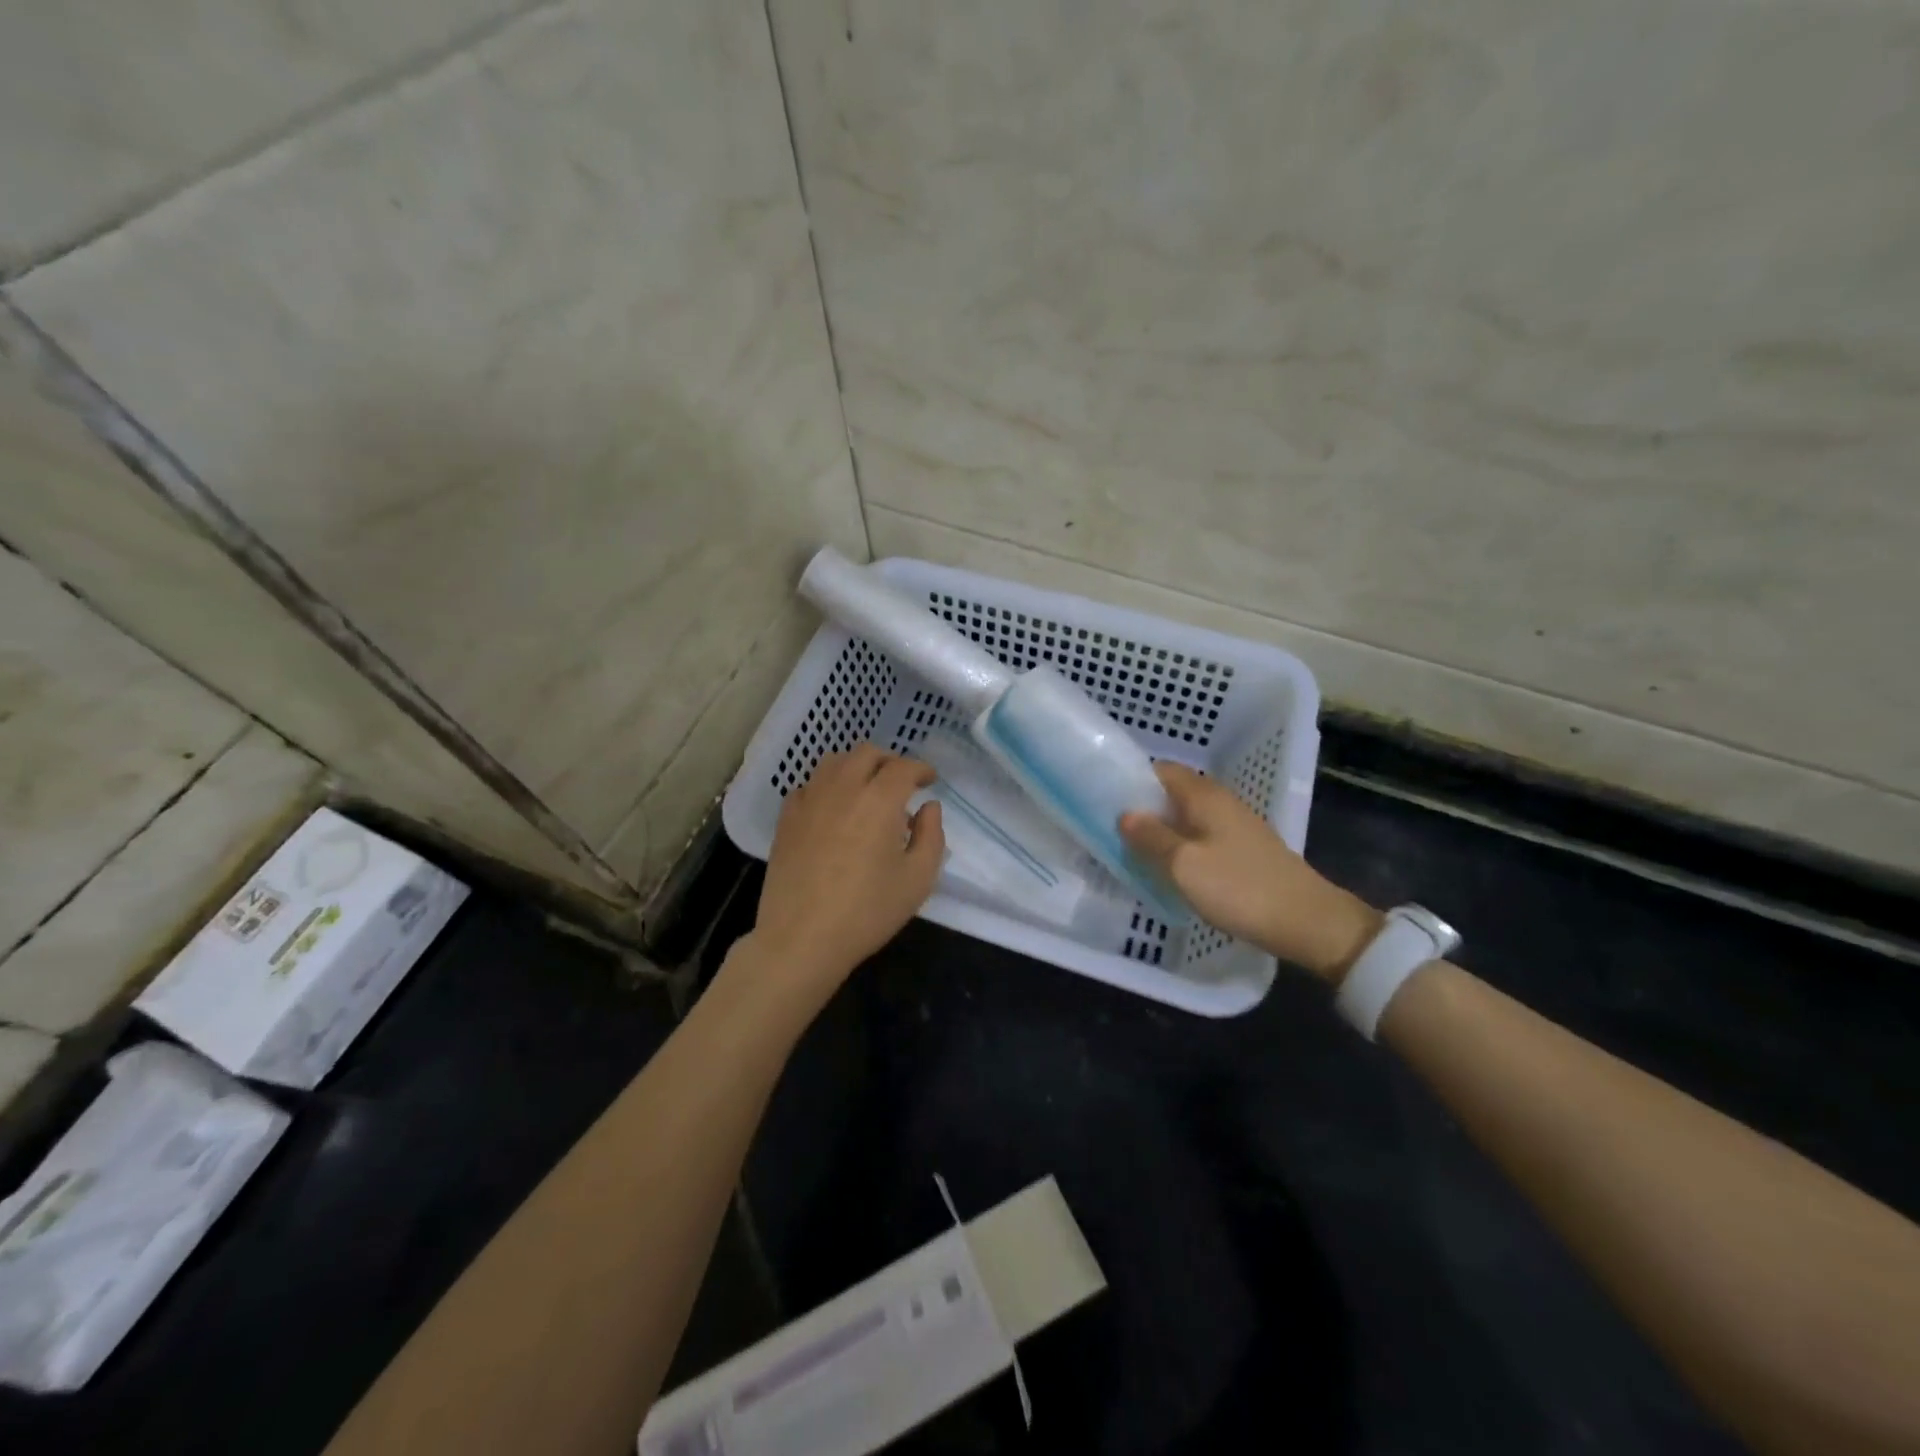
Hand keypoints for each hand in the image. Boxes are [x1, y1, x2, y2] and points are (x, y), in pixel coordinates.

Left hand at [744, 745, 944, 1001]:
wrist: (801, 938)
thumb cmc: (867, 912)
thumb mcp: (918, 879)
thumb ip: (931, 836)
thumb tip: (928, 807)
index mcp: (879, 800)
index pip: (903, 767)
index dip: (921, 769)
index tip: (929, 780)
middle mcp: (843, 788)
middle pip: (867, 753)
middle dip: (889, 761)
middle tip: (901, 782)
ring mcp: (809, 800)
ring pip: (834, 762)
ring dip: (856, 767)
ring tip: (866, 790)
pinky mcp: (786, 818)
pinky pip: (809, 785)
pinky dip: (827, 786)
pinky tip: (833, 808)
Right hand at [1120, 763, 1380, 983]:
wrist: (1306, 922)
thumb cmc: (1239, 888)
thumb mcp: (1183, 865)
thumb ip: (1150, 836)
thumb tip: (1124, 813)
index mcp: (1204, 796)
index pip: (1161, 770)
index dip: (1133, 780)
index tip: (1106, 800)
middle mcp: (1221, 802)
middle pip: (1173, 794)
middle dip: (1144, 808)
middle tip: (1113, 831)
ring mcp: (1236, 826)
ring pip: (1187, 818)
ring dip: (1162, 831)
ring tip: (1135, 852)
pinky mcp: (1245, 851)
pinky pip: (1203, 838)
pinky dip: (1183, 847)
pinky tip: (1171, 870)